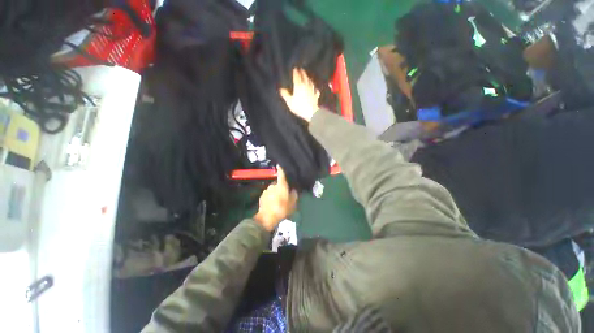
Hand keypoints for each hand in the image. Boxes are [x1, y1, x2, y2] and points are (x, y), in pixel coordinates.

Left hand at [254, 166, 298, 230]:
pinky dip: (270, 197)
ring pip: (272, 189)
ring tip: (278, 201)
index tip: (280, 164)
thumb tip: (294, 189)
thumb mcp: (293, 203)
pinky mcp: (261, 196)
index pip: (281, 174)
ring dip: (275, 193)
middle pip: (277, 183)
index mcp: (281, 185)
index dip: (281, 168)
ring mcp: (266, 191)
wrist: (267, 218)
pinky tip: (273, 204)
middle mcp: (272, 185)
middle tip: (284, 194)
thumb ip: (294, 194)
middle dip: (280, 187)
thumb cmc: (282, 209)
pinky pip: (268, 194)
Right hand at [279, 68, 320, 121]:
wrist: (311, 112)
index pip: (297, 77)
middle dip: (303, 73)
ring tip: (307, 77)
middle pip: (304, 78)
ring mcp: (312, 90)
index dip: (296, 73)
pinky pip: (315, 90)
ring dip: (308, 79)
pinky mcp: (316, 96)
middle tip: (301, 70)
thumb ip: (285, 95)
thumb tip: (281, 89)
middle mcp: (306, 86)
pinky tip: (315, 89)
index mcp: (298, 86)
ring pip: (310, 82)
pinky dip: (314, 88)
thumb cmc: (299, 107)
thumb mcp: (290, 102)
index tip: (295, 69)